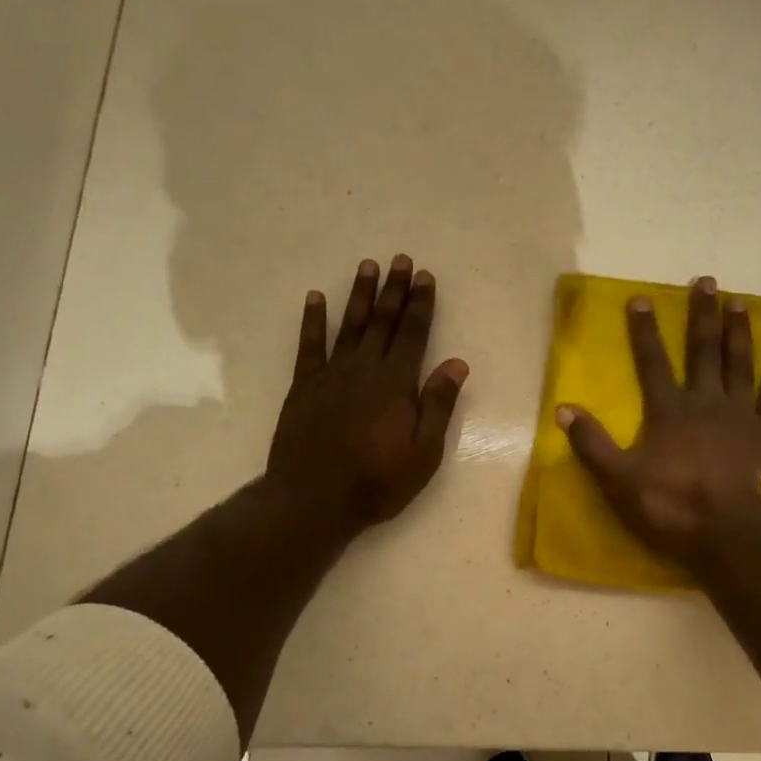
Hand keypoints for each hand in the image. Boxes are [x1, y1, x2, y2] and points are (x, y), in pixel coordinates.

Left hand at [266, 254, 469, 542]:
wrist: (314, 499)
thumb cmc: (377, 481)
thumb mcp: (424, 452)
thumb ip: (438, 405)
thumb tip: (457, 364)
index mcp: (397, 383)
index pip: (414, 334)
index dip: (421, 304)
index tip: (426, 277)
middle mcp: (365, 369)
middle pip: (383, 321)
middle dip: (394, 290)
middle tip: (401, 260)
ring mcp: (331, 375)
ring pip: (349, 325)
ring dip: (359, 295)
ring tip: (367, 266)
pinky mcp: (304, 387)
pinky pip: (309, 345)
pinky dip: (313, 320)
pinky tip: (316, 298)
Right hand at [557, 276, 760, 570]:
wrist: (737, 537)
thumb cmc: (676, 510)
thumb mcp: (621, 482)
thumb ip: (593, 445)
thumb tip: (563, 408)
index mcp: (670, 413)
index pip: (652, 363)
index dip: (644, 331)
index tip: (641, 298)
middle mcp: (707, 403)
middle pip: (703, 351)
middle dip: (701, 315)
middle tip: (706, 281)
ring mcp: (744, 416)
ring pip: (740, 364)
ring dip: (739, 331)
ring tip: (739, 301)